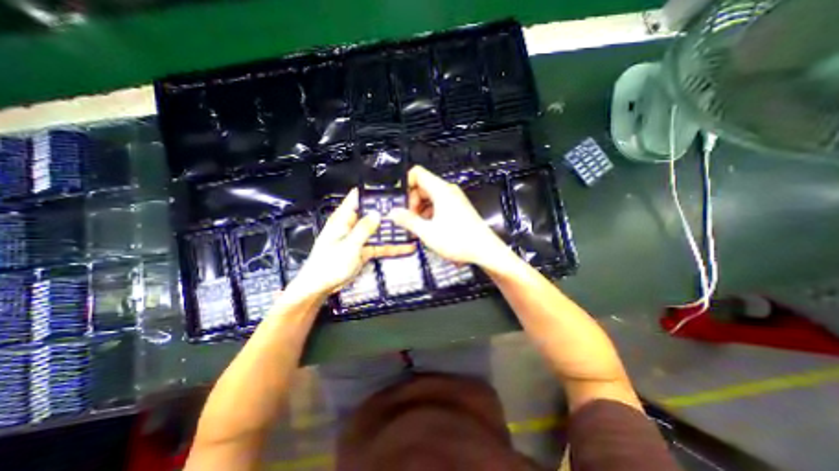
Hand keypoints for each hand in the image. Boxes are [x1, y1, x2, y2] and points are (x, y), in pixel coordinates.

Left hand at [288, 188, 415, 295]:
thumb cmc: (329, 264)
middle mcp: (352, 225)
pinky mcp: (364, 250)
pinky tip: (405, 247)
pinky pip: (379, 245)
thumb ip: (364, 229)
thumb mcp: (349, 246)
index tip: (390, 189)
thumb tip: (377, 213)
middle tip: (409, 209)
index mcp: (343, 219)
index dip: (372, 192)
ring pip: (378, 230)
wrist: (321, 287)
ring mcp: (359, 238)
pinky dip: (391, 246)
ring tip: (411, 227)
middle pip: (371, 213)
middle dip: (388, 211)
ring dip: (392, 230)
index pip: (357, 198)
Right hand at [389, 166, 518, 272]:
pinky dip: (430, 213)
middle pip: (422, 186)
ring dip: (420, 209)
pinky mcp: (458, 208)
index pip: (417, 173)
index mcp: (441, 191)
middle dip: (412, 201)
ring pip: (430, 196)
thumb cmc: (458, 240)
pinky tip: (428, 228)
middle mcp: (448, 191)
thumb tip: (393, 213)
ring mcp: (454, 199)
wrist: (485, 250)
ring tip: (417, 227)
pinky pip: (438, 204)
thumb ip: (408, 221)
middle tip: (408, 219)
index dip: (405, 184)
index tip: (400, 201)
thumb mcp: (427, 232)